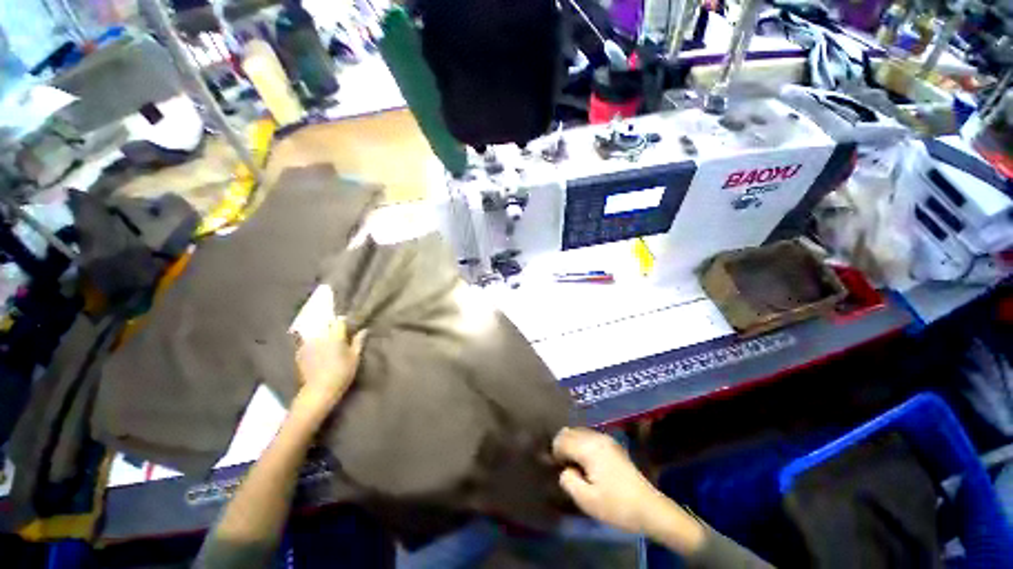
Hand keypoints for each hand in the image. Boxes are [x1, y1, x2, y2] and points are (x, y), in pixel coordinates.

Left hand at [293, 314, 366, 417]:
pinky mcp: (299, 352)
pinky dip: (312, 342)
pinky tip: (316, 349)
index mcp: (335, 336)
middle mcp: (320, 336)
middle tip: (338, 332)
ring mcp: (307, 343)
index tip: (348, 327)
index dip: (344, 322)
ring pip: (315, 331)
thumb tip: (364, 330)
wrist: (319, 391)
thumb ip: (358, 342)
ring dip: (321, 332)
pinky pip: (306, 341)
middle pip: (326, 323)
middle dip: (332, 325)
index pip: (340, 321)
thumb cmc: (342, 374)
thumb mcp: (355, 358)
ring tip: (326, 339)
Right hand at [553, 427, 682, 535]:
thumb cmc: (616, 505)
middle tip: (563, 466)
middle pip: (570, 432)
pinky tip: (587, 462)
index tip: (557, 468)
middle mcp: (596, 437)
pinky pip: (590, 436)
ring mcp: (606, 438)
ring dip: (572, 444)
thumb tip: (566, 469)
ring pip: (579, 432)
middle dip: (562, 445)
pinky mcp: (613, 444)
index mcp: (589, 447)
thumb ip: (568, 480)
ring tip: (575, 465)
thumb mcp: (586, 500)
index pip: (562, 440)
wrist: (649, 508)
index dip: (555, 453)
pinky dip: (582, 444)